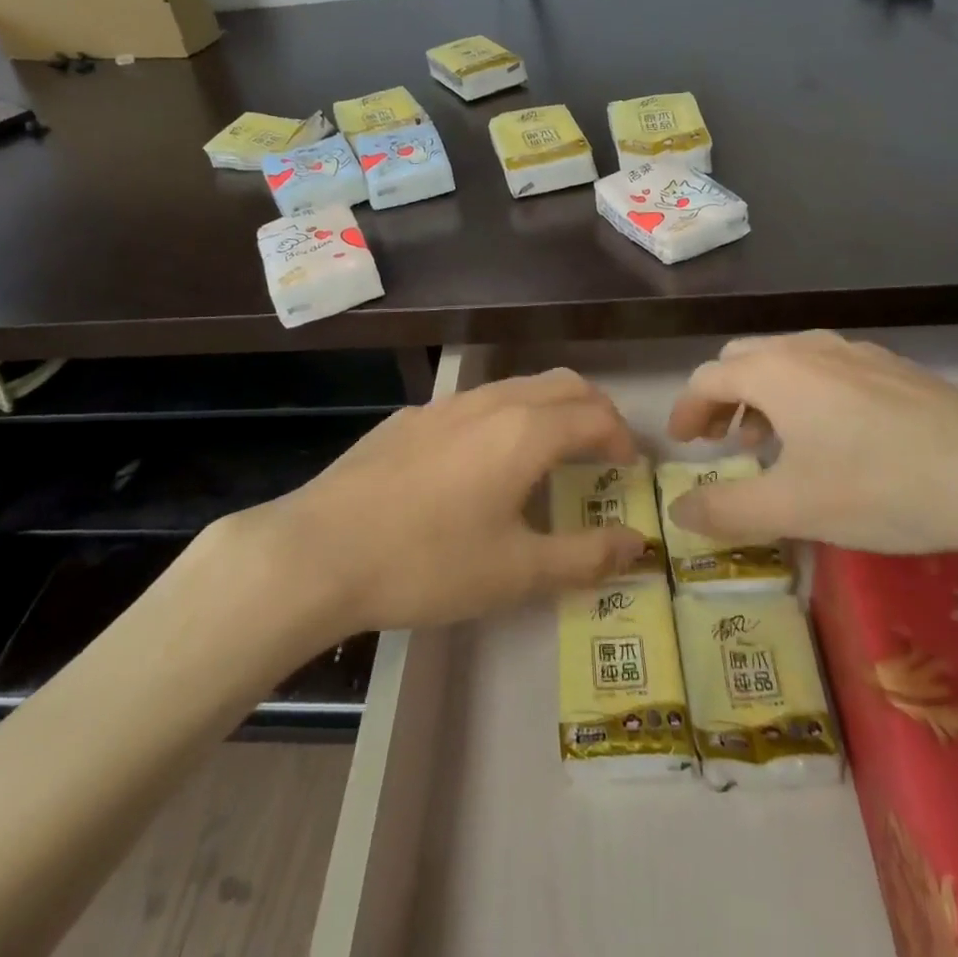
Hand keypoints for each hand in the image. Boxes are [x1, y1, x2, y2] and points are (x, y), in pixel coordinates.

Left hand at [256, 369, 647, 634]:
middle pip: (562, 384)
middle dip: (594, 410)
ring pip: (517, 387)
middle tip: (604, 450)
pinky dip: (506, 417)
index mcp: (526, 431)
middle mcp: (491, 402)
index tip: (631, 468)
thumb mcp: (516, 572)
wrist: (320, 550)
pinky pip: (476, 403)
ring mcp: (446, 404)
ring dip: (549, 409)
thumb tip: (637, 545)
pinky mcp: (410, 417)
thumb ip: (585, 556)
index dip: (623, 438)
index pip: (596, 415)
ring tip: (552, 453)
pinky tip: (482, 462)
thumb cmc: (429, 562)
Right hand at [664, 331, 957, 556]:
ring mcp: (855, 352)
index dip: (686, 409)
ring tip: (772, 441)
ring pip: (787, 361)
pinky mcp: (893, 367)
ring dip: (764, 395)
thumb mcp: (793, 509)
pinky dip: (804, 393)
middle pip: (743, 360)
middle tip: (722, 441)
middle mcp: (807, 348)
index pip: (707, 379)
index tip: (682, 442)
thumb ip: (726, 510)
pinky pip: (826, 368)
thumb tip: (677, 511)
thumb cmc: (881, 487)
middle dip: (722, 398)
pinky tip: (832, 436)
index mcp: (774, 371)